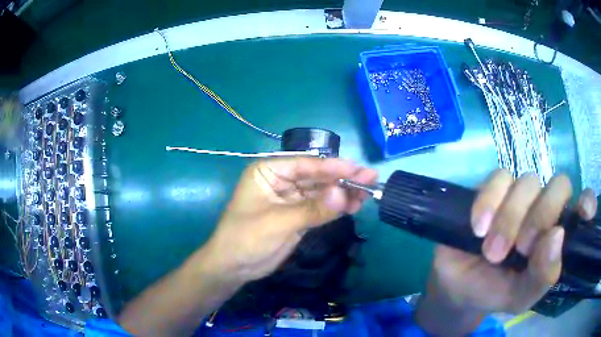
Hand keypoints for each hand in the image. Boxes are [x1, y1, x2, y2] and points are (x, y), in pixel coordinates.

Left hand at [203, 157, 377, 282]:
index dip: (332, 166)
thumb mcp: (278, 222)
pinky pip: (321, 207)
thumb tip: (342, 194)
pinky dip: (337, 207)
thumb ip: (312, 209)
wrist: (234, 267)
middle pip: (317, 176)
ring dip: (343, 192)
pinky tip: (354, 205)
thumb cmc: (246, 238)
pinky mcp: (299, 215)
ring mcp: (291, 199)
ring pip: (322, 191)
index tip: (357, 169)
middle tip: (370, 178)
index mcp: (269, 171)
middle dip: (343, 178)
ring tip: (368, 193)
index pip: (305, 164)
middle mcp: (281, 181)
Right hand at [417, 170, 596, 334]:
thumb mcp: (520, 296)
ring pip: (528, 182)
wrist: (457, 286)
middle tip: (521, 249)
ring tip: (492, 251)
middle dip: (542, 216)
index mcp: (557, 234)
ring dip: (510, 218)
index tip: (583, 212)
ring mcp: (520, 196)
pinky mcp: (493, 189)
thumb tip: (557, 236)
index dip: (586, 202)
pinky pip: (498, 178)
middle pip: (559, 185)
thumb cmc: (495, 292)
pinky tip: (478, 227)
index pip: (583, 205)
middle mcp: (545, 208)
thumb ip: (543, 275)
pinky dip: (488, 202)